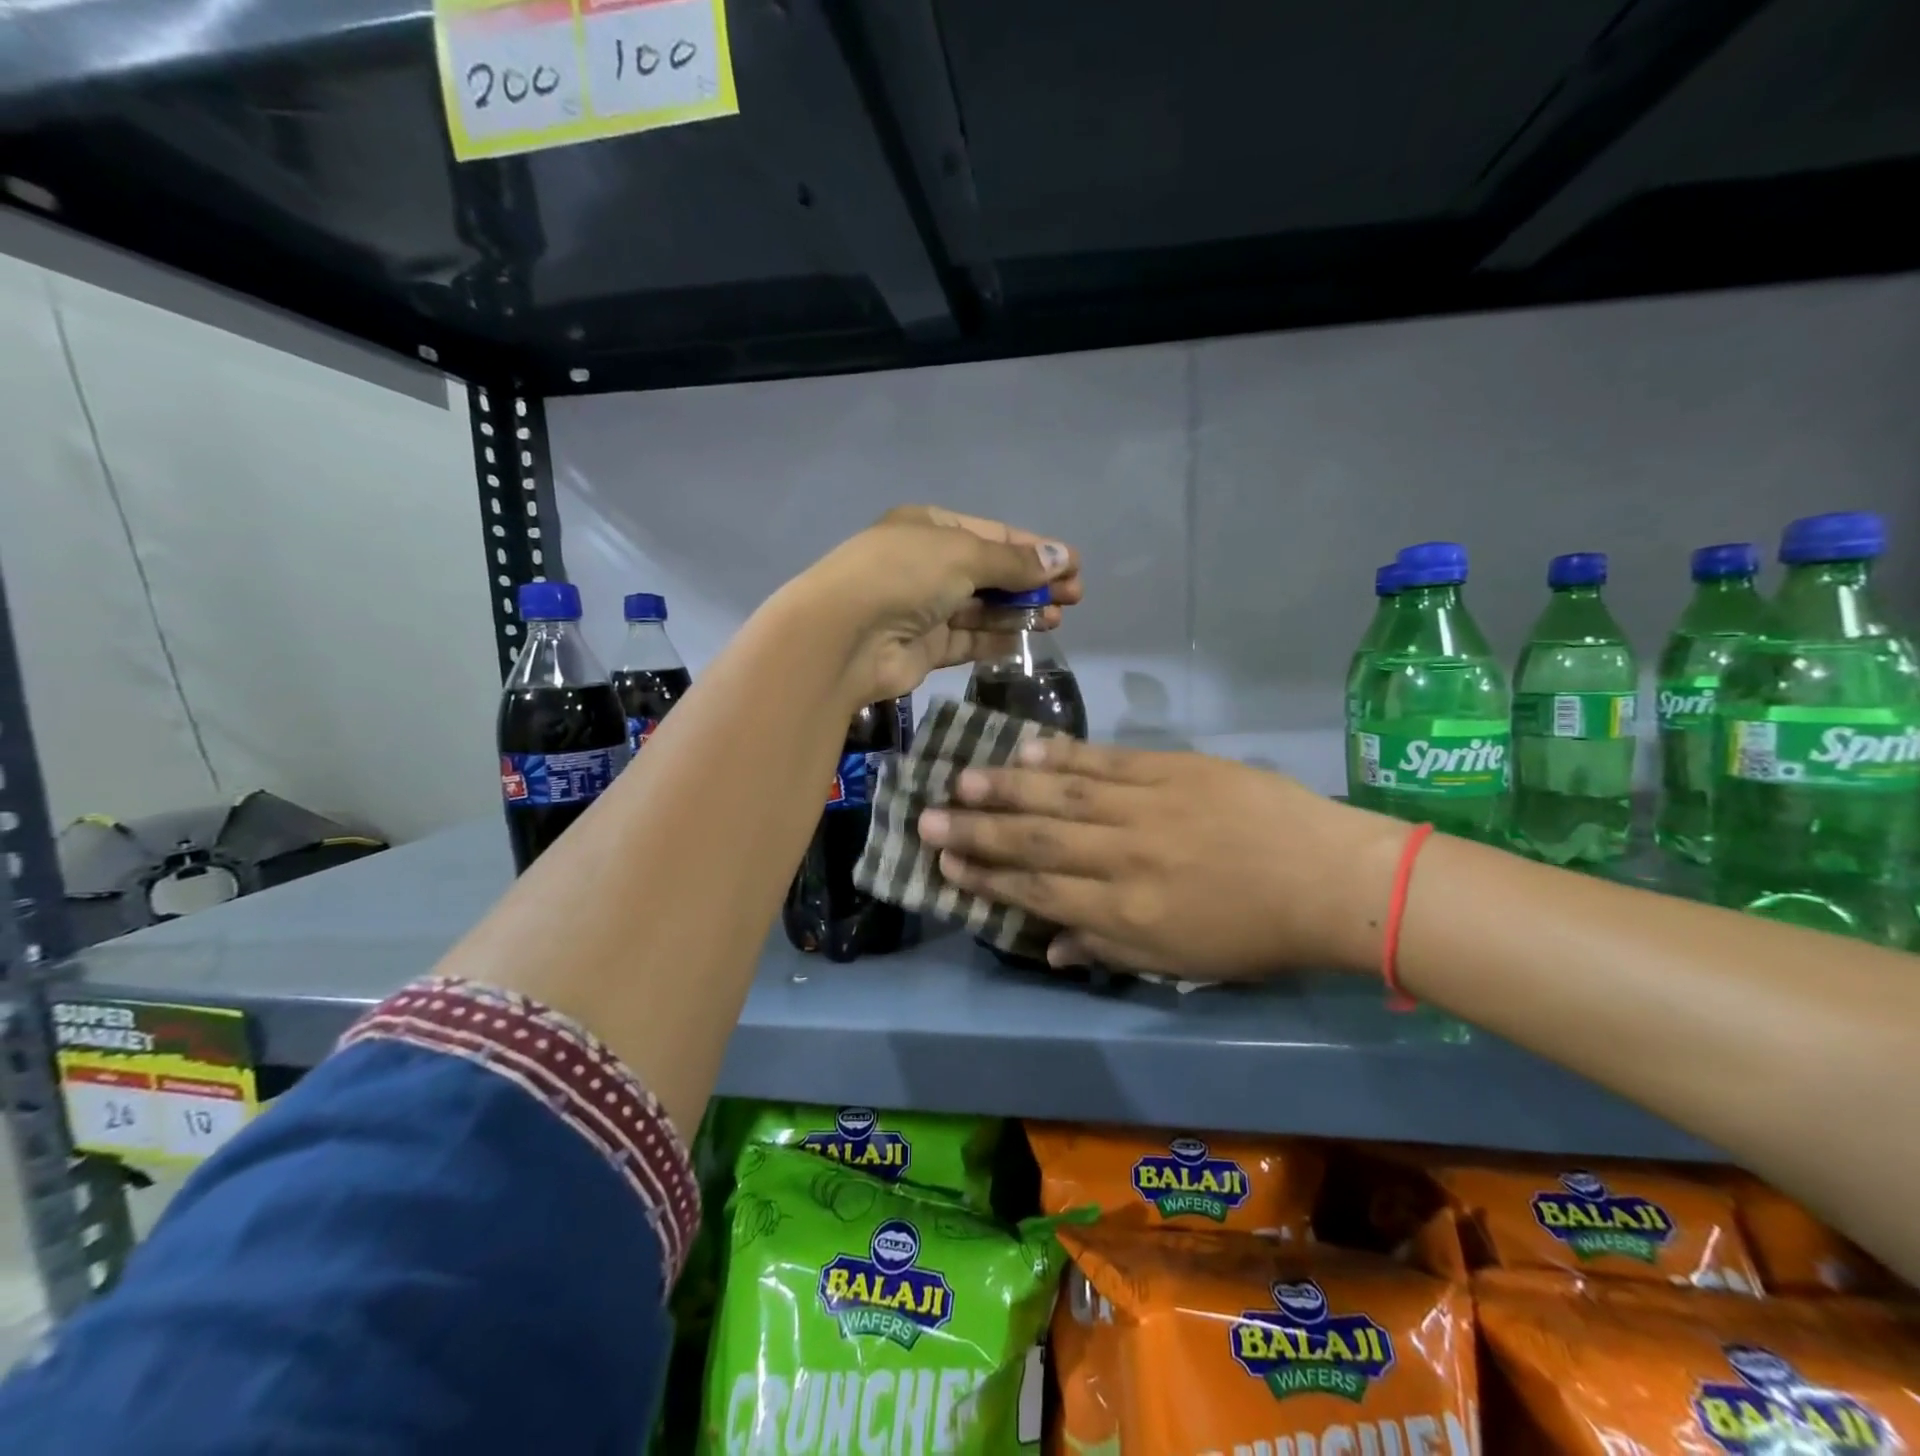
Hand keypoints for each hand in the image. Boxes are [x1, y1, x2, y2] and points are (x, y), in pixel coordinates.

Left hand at [801, 506, 1082, 704]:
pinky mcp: (924, 648)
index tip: (1073, 565)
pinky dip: (996, 640)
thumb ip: (1014, 562)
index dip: (1035, 549)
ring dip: (1020, 612)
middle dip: (1033, 583)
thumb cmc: (905, 575)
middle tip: (1074, 596)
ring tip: (1058, 617)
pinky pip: (968, 641)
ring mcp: (924, 608)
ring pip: (982, 609)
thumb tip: (1061, 558)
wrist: (846, 636)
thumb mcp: (964, 554)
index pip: (993, 534)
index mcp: (930, 527)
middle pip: (991, 573)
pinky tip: (1027, 640)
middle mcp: (927, 565)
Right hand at [917, 738, 1409, 979]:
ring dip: (1006, 787)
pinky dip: (1063, 756)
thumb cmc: (1254, 934)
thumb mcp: (1180, 963)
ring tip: (961, 778)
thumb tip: (1048, 947)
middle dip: (976, 829)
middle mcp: (1122, 858)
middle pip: (1035, 839)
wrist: (1329, 880)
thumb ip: (1107, 950)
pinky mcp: (1171, 769)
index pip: (1037, 889)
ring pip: (1061, 795)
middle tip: (926, 816)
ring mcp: (1145, 807)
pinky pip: (1105, 761)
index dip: (986, 875)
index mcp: (1123, 913)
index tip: (946, 860)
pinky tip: (1026, 749)